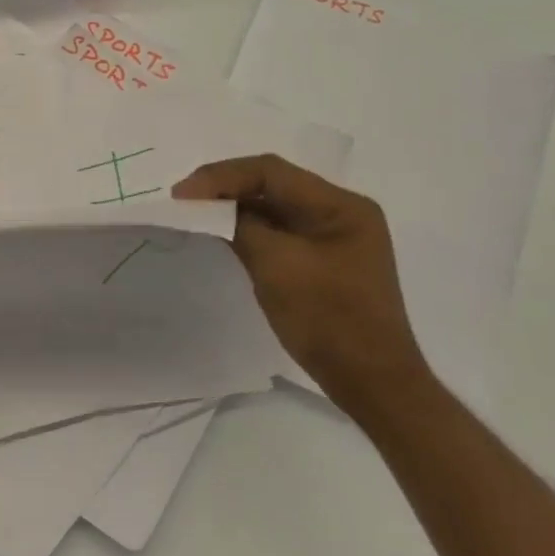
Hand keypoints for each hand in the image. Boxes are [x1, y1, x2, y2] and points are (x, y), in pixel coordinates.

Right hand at [172, 155, 431, 417]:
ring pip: (274, 206)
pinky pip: (279, 230)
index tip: (182, 194)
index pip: (271, 172)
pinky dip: (248, 228)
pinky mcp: (322, 260)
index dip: (222, 176)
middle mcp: (340, 212)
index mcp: (341, 205)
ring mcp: (333, 236)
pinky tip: (222, 233)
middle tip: (183, 200)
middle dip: (226, 188)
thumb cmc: (329, 320)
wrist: (372, 384)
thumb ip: (241, 227)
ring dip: (235, 207)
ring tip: (196, 213)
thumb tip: (209, 207)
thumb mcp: (277, 267)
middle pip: (273, 184)